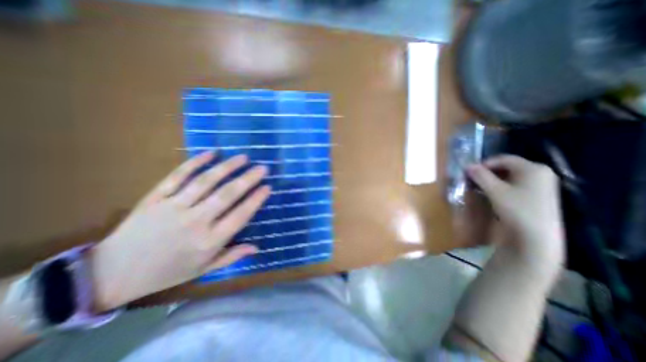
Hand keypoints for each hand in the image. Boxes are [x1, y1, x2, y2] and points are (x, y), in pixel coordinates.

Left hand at [89, 151, 268, 309]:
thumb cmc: (167, 271)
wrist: (111, 273)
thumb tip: (256, 248)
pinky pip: (177, 176)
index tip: (268, 187)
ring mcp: (173, 207)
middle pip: (226, 195)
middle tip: (262, 168)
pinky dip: (195, 162)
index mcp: (208, 241)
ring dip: (227, 167)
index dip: (255, 200)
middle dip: (248, 179)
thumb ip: (232, 257)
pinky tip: (211, 153)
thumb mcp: (203, 269)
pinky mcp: (155, 197)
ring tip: (243, 158)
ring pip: (205, 182)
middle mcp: (195, 222)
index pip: (239, 216)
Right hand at [464, 154, 566, 265]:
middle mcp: (541, 172)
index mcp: (533, 168)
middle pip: (508, 166)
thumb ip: (480, 176)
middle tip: (473, 179)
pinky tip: (494, 193)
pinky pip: (517, 184)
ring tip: (480, 186)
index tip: (470, 171)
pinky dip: (502, 186)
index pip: (504, 159)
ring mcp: (543, 185)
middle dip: (488, 171)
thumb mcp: (495, 191)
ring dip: (493, 179)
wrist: (538, 238)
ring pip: (511, 176)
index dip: (484, 163)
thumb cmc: (517, 209)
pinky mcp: (540, 195)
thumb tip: (468, 166)